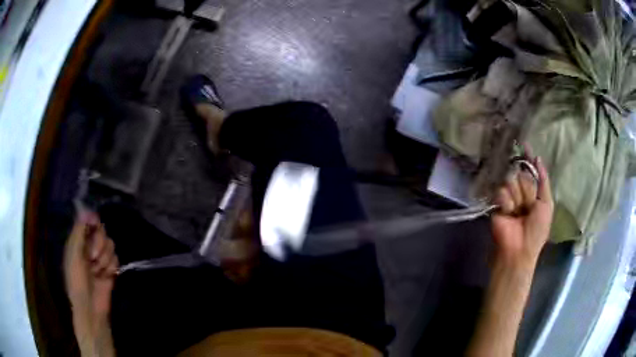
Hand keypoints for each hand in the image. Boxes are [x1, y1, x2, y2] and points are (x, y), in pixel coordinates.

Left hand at [63, 211, 117, 342]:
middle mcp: (89, 246)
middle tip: (92, 257)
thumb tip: (89, 211)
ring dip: (105, 258)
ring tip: (98, 271)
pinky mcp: (111, 269)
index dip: (93, 222)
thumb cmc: (77, 281)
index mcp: (78, 241)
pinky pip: (116, 259)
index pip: (89, 221)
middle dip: (99, 244)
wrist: (90, 307)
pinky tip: (106, 276)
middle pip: (102, 231)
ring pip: (110, 245)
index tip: (95, 225)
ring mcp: (100, 258)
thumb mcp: (74, 255)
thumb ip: (80, 232)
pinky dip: (111, 267)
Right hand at [491, 157, 553, 267]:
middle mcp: (521, 190)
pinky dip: (507, 202)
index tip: (525, 144)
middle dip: (526, 188)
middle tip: (528, 205)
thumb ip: (544, 181)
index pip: (530, 169)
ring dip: (517, 197)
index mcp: (534, 191)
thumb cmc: (537, 230)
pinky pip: (502, 191)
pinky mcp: (497, 202)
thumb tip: (538, 158)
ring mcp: (508, 196)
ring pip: (511, 180)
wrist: (519, 249)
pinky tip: (509, 213)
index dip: (528, 157)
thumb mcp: (547, 205)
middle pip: (521, 173)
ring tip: (518, 213)